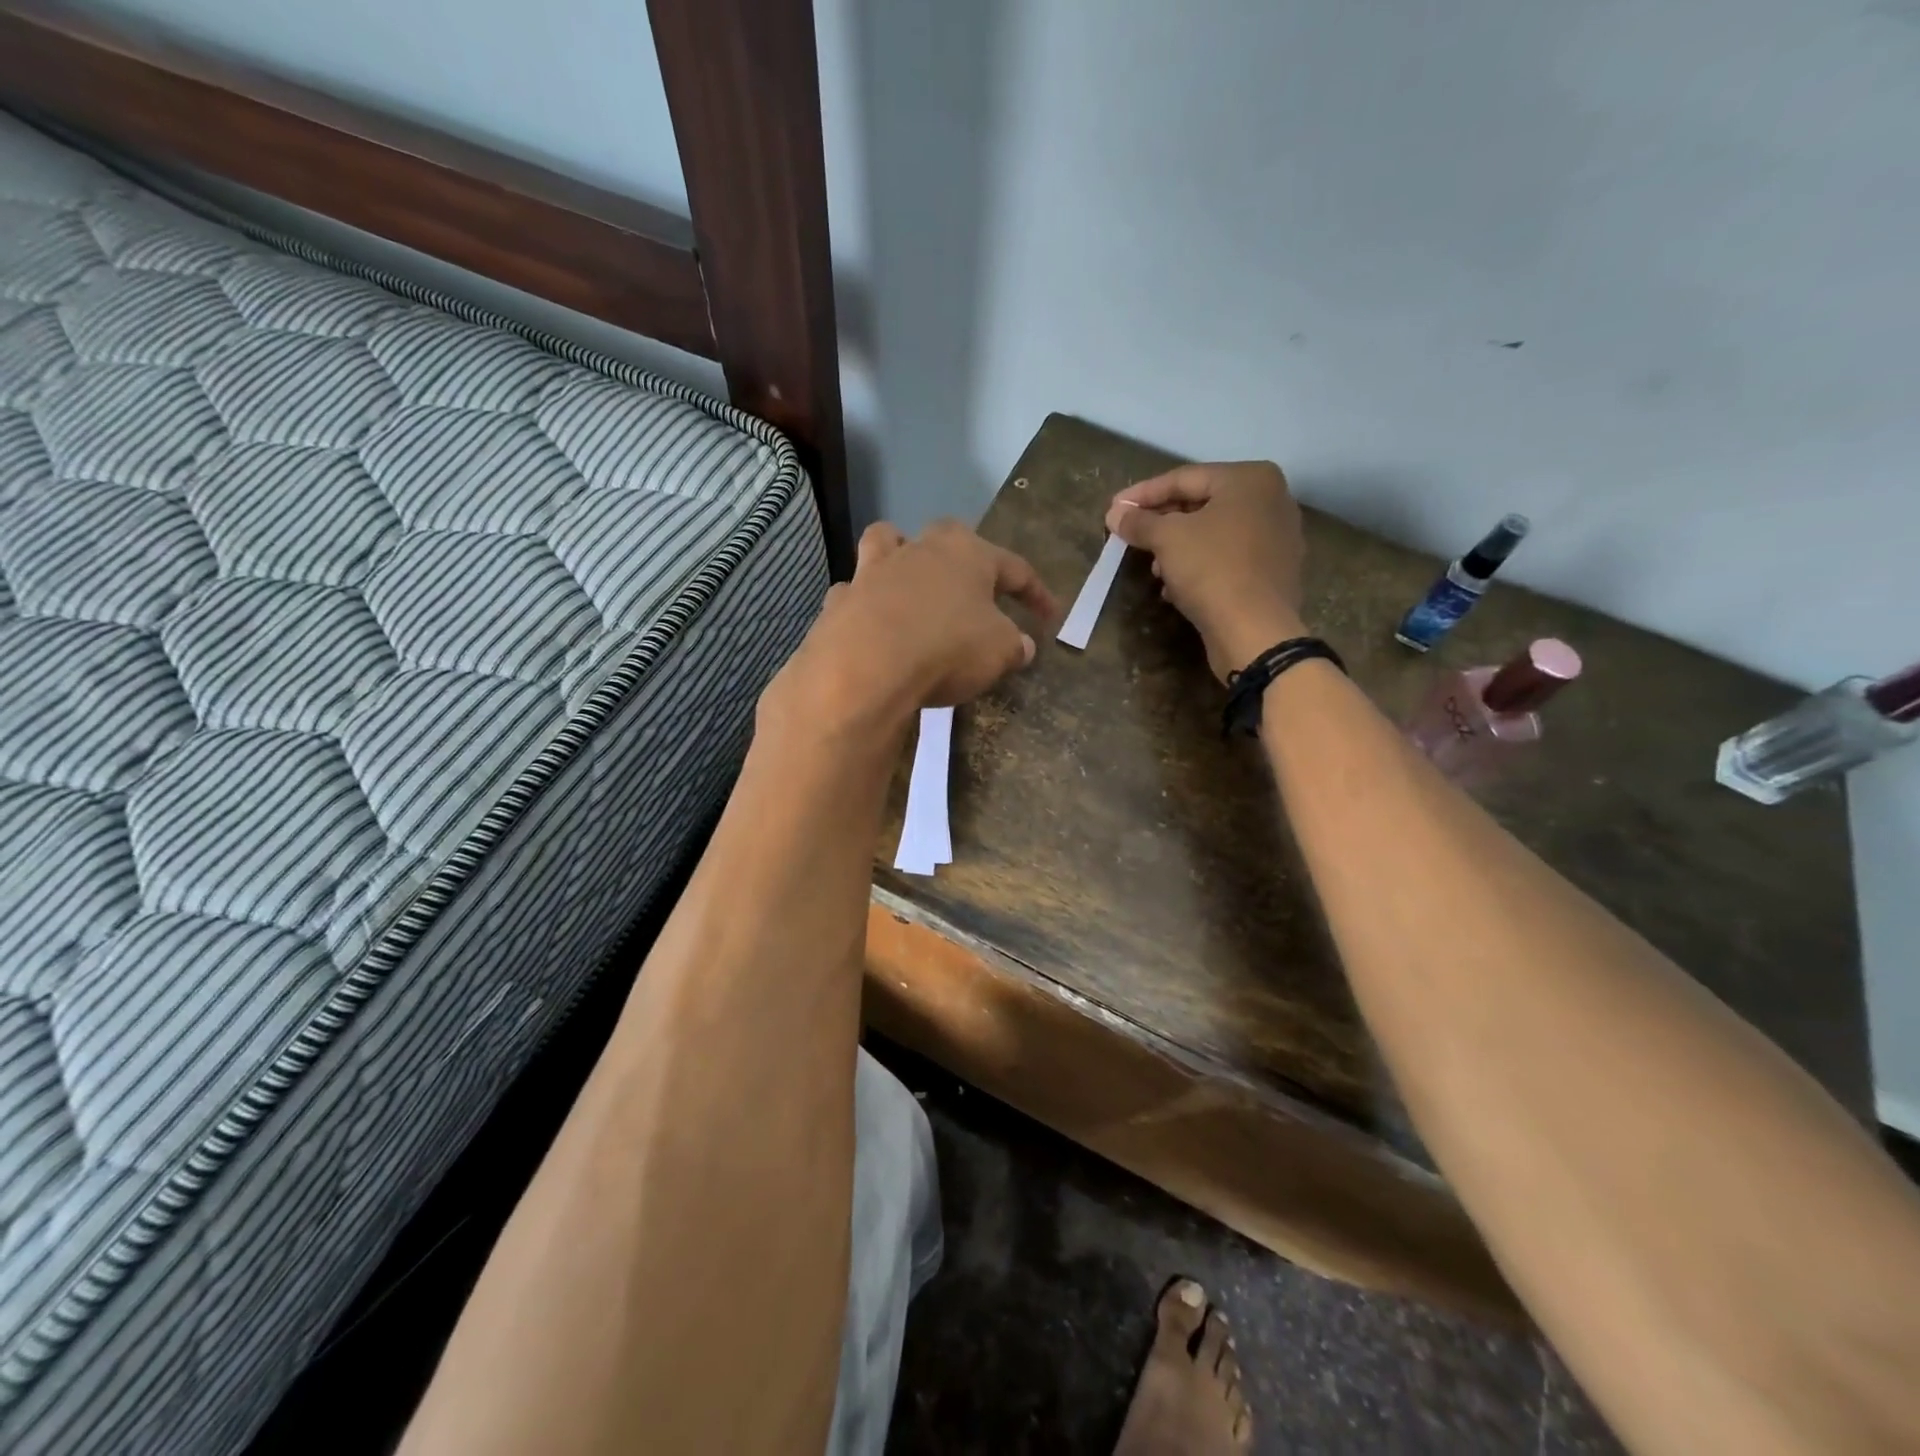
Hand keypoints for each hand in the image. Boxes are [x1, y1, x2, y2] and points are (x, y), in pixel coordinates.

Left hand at [767, 519, 1059, 739]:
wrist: (865, 666)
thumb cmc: (946, 649)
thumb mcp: (999, 652)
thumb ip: (1014, 646)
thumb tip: (1022, 646)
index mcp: (968, 554)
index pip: (1015, 567)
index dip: (1037, 593)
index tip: (1050, 617)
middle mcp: (920, 549)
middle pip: (948, 538)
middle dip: (966, 557)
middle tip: (977, 588)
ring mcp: (873, 571)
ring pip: (888, 544)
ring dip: (901, 556)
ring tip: (911, 581)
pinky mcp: (841, 600)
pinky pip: (855, 592)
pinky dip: (865, 604)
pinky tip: (871, 625)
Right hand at [1105, 461, 1305, 681]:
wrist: (1255, 630)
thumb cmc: (1212, 569)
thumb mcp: (1167, 539)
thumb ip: (1139, 521)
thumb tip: (1115, 513)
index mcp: (1250, 479)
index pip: (1184, 478)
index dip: (1144, 494)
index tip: (1114, 508)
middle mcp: (1271, 500)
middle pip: (1202, 504)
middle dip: (1162, 523)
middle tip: (1130, 536)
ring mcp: (1278, 537)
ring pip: (1214, 534)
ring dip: (1178, 549)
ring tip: (1153, 569)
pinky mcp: (1274, 572)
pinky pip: (1229, 558)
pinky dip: (1200, 566)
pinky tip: (1176, 587)